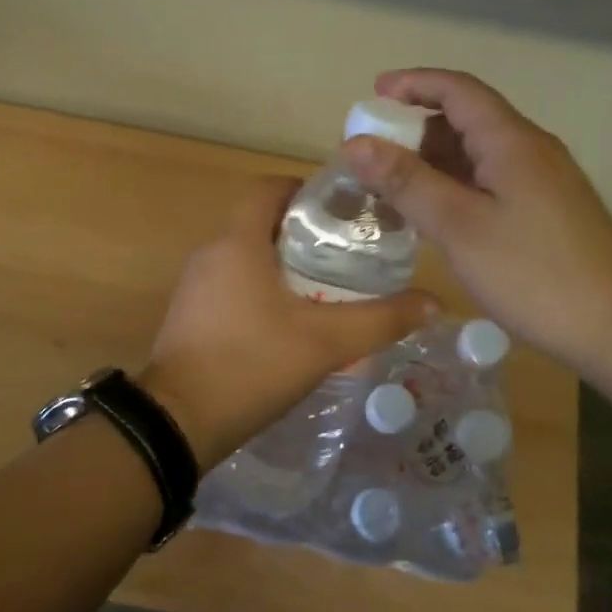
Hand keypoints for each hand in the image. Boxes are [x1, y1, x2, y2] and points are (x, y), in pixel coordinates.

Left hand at [141, 178, 433, 469]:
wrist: (178, 422)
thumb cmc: (251, 365)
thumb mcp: (325, 343)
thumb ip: (380, 320)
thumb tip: (433, 303)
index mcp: (237, 243)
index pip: (268, 188)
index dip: (307, 190)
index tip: (343, 212)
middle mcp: (210, 254)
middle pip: (261, 223)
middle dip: (304, 233)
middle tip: (348, 254)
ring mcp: (195, 287)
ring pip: (246, 258)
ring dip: (283, 265)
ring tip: (329, 288)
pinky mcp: (190, 316)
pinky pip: (232, 286)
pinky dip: (261, 291)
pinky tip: (290, 323)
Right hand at [342, 68, 611, 377]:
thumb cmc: (533, 273)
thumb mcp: (459, 226)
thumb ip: (407, 182)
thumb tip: (355, 144)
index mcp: (512, 141)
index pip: (458, 90)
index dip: (413, 84)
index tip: (372, 95)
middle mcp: (530, 150)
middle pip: (466, 119)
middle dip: (415, 128)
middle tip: (370, 153)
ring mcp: (542, 182)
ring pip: (477, 155)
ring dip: (432, 162)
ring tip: (389, 186)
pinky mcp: (545, 212)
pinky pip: (489, 182)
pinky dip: (453, 187)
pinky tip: (431, 215)